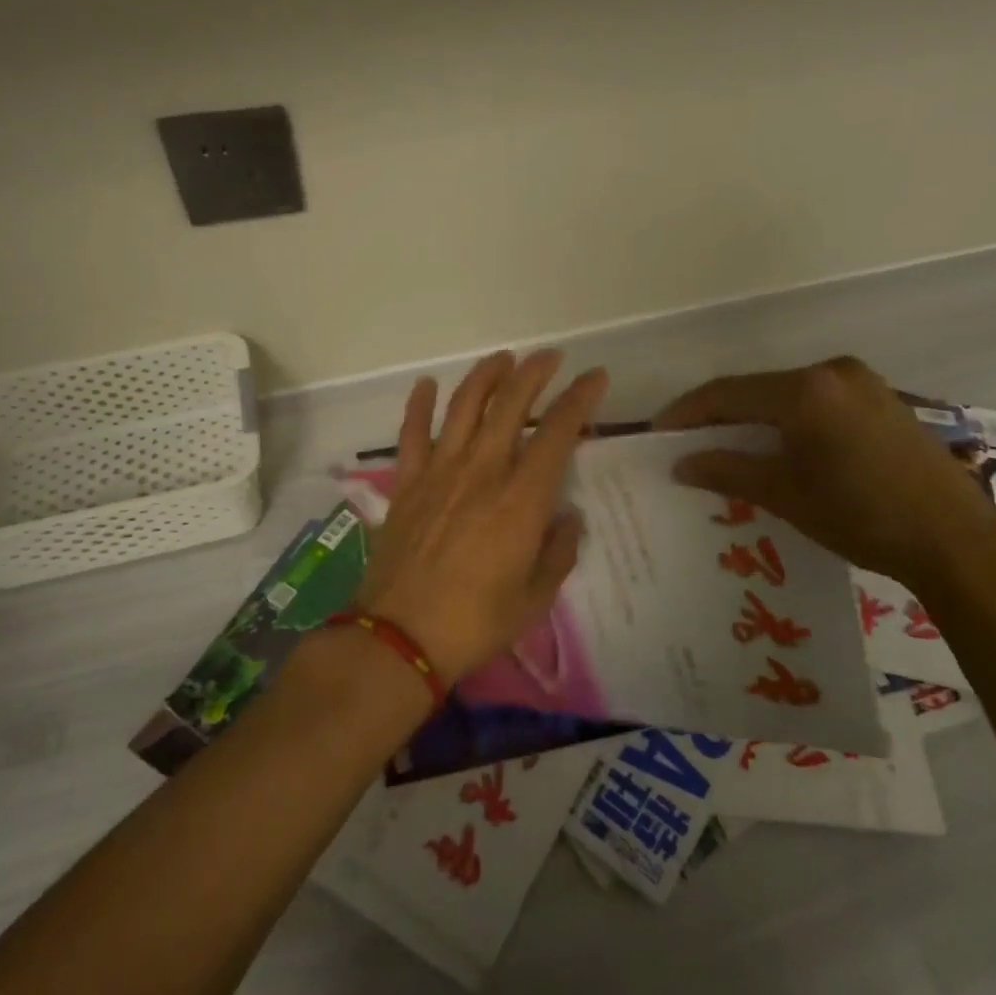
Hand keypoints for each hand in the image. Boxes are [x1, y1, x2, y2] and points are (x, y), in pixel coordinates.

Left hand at [355, 350, 608, 683]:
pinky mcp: (406, 484)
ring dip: (485, 377)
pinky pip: (411, 434)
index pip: (557, 433)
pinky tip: (427, 384)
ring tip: (502, 358)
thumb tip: (568, 519)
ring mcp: (439, 473)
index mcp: (520, 500)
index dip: (579, 399)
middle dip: (534, 373)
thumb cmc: (476, 623)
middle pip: (510, 405)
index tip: (595, 377)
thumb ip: (558, 553)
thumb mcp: (535, 599)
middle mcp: (482, 472)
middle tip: (550, 357)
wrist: (400, 637)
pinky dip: (419, 405)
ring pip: (463, 407)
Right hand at [655, 357, 995, 588]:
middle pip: (758, 389)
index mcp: (805, 389)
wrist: (957, 540)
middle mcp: (832, 372)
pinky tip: (780, 446)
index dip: (688, 412)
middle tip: (691, 442)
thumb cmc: (862, 515)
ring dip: (756, 418)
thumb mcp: (785, 494)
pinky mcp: (883, 400)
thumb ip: (728, 470)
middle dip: (721, 415)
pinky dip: (790, 420)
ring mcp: (863, 383)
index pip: (728, 392)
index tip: (659, 432)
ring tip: (730, 447)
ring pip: (789, 395)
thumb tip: (681, 463)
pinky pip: (819, 402)